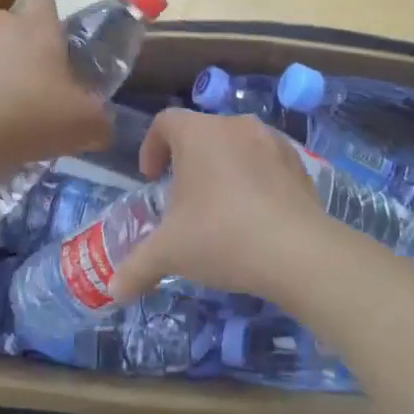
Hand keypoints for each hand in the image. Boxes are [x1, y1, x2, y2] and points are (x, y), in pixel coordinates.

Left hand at [0, 0, 111, 168]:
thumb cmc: (37, 115)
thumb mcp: (86, 124)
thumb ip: (101, 121)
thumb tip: (105, 128)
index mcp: (39, 27)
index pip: (45, 1)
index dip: (52, 18)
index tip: (59, 43)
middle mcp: (2, 26)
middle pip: (12, 22)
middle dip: (22, 42)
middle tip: (36, 76)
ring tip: (7, 101)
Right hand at [109, 109, 336, 304]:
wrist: (298, 251)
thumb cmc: (222, 236)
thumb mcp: (170, 253)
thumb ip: (136, 267)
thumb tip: (113, 291)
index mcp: (199, 133)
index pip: (165, 122)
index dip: (152, 147)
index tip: (151, 179)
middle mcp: (235, 126)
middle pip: (202, 132)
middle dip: (188, 161)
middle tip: (182, 198)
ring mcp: (272, 141)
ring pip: (237, 146)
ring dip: (223, 168)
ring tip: (220, 207)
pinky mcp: (300, 163)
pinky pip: (267, 162)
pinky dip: (255, 179)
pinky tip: (255, 215)